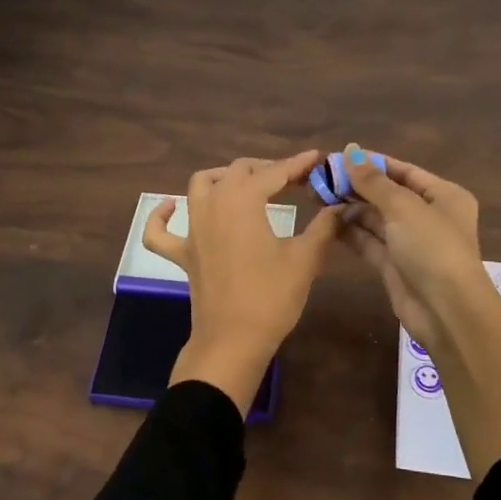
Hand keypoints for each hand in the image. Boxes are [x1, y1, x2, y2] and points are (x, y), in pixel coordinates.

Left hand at [143, 151, 341, 410]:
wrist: (234, 341)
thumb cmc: (271, 297)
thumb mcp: (305, 260)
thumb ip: (324, 227)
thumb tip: (340, 208)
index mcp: (243, 201)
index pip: (274, 173)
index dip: (298, 164)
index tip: (317, 158)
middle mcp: (213, 205)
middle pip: (238, 172)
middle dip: (267, 169)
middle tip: (294, 178)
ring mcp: (193, 229)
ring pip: (201, 185)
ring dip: (224, 177)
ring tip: (247, 184)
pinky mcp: (182, 254)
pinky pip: (160, 230)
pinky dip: (161, 215)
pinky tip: (169, 206)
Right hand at [340, 145, 500, 479]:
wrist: (446, 311)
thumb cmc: (432, 247)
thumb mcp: (403, 207)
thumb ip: (373, 181)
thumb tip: (349, 152)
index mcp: (443, 196)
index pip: (404, 171)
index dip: (372, 163)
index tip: (339, 157)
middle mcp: (429, 216)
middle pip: (387, 195)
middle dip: (356, 187)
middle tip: (320, 178)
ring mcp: (411, 243)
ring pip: (376, 219)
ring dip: (350, 208)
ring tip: (317, 197)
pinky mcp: (394, 266)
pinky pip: (369, 242)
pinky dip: (350, 232)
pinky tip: (326, 222)